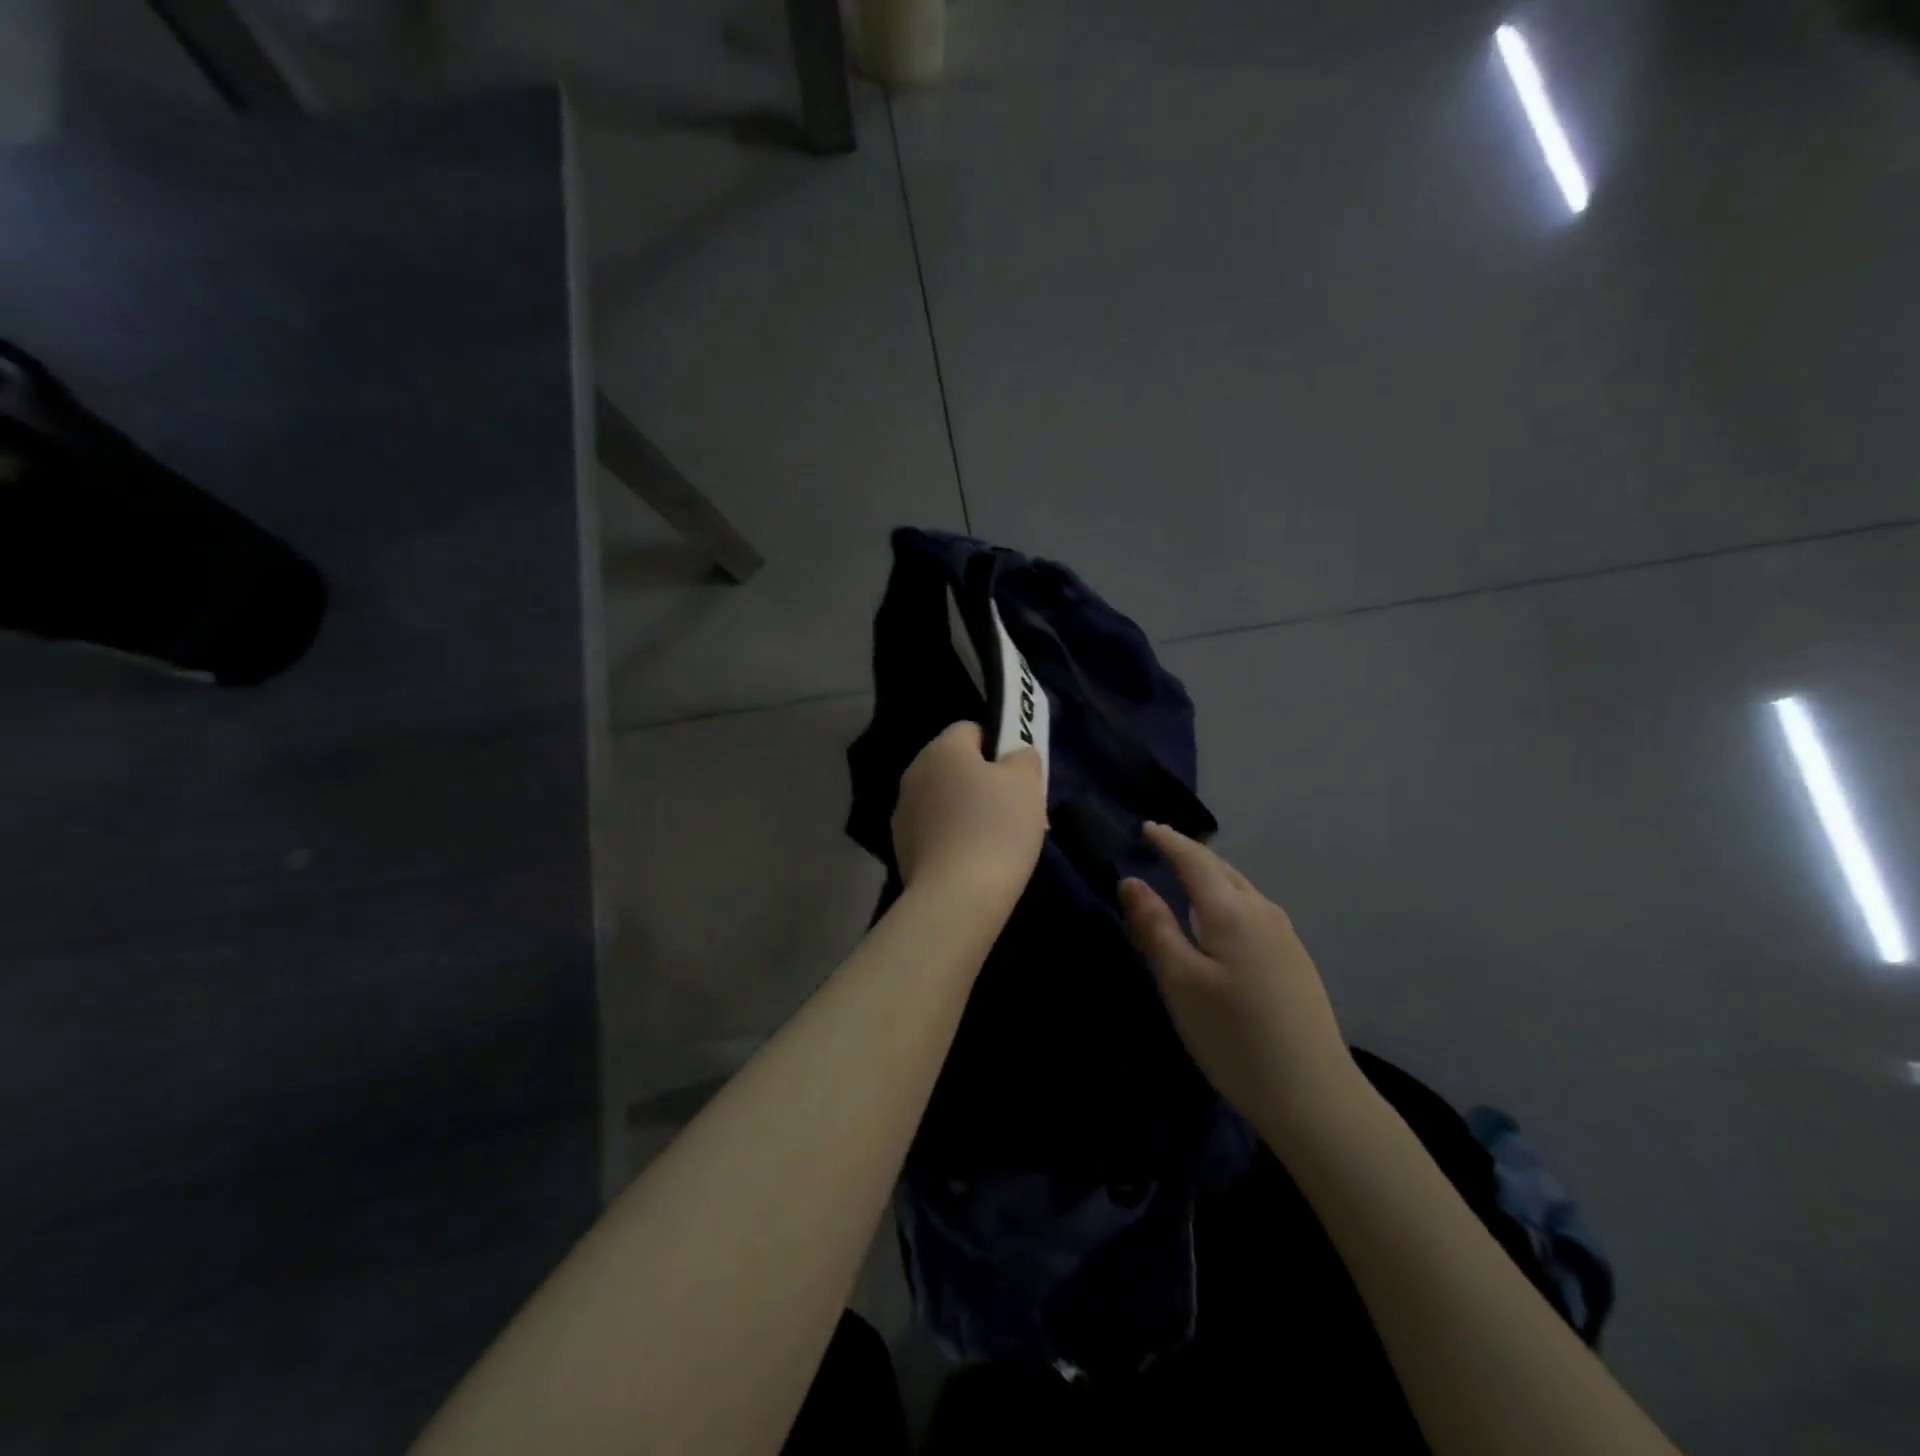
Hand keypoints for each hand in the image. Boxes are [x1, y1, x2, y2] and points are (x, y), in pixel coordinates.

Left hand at [892, 722, 1046, 905]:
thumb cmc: (996, 828)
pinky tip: (976, 861)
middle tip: (1015, 807)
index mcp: (941, 749)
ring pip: (944, 800)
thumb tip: (1015, 756)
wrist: (957, 896)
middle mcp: (914, 773)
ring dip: (966, 811)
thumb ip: (1023, 758)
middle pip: (955, 767)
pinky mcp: (901, 848)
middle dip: (984, 781)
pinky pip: (935, 831)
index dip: (998, 745)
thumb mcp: (1026, 783)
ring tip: (998, 841)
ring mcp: (903, 813)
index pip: (971, 729)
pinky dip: (953, 838)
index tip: (1019, 773)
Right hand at [1121, 824, 1356, 1131]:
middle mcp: (1263, 912)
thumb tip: (1131, 882)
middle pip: (1222, 870)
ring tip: (1184, 880)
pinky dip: (1227, 901)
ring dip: (1210, 878)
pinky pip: (1253, 912)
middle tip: (1160, 848)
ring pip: (1241, 890)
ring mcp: (1285, 936)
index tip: (1146, 827)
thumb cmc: (1233, 1036)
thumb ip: (1154, 927)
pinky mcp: (1295, 961)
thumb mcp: (1179, 981)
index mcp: (1232, 911)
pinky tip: (1219, 924)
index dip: (1168, 841)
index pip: (1195, 860)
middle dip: (1190, 855)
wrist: (1314, 1096)